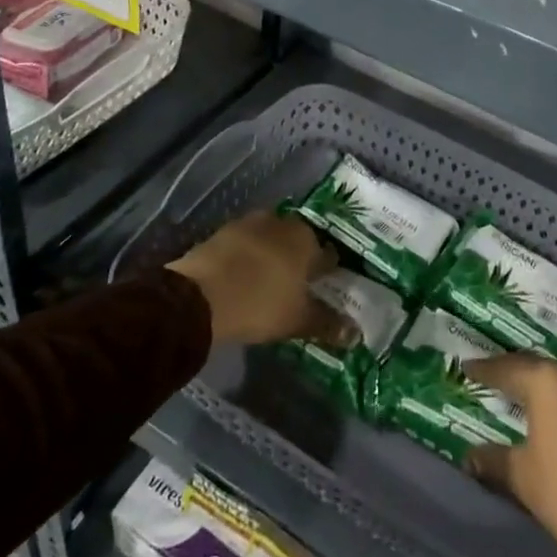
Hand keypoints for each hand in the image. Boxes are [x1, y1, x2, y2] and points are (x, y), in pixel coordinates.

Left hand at [168, 210, 351, 346]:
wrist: (200, 295)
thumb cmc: (260, 304)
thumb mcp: (298, 320)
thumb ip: (328, 324)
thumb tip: (356, 334)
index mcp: (307, 239)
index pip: (328, 254)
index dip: (328, 271)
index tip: (325, 286)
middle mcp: (282, 222)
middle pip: (298, 241)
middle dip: (299, 258)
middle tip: (296, 285)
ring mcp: (249, 224)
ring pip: (270, 239)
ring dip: (271, 254)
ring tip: (269, 280)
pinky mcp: (222, 232)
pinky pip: (244, 244)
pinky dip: (248, 257)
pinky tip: (243, 276)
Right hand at [466, 355, 556, 556]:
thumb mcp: (523, 478)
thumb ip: (494, 459)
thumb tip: (470, 455)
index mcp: (549, 382)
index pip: (508, 367)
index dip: (484, 369)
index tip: (466, 368)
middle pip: (539, 370)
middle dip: (515, 375)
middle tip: (493, 380)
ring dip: (545, 391)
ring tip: (524, 400)